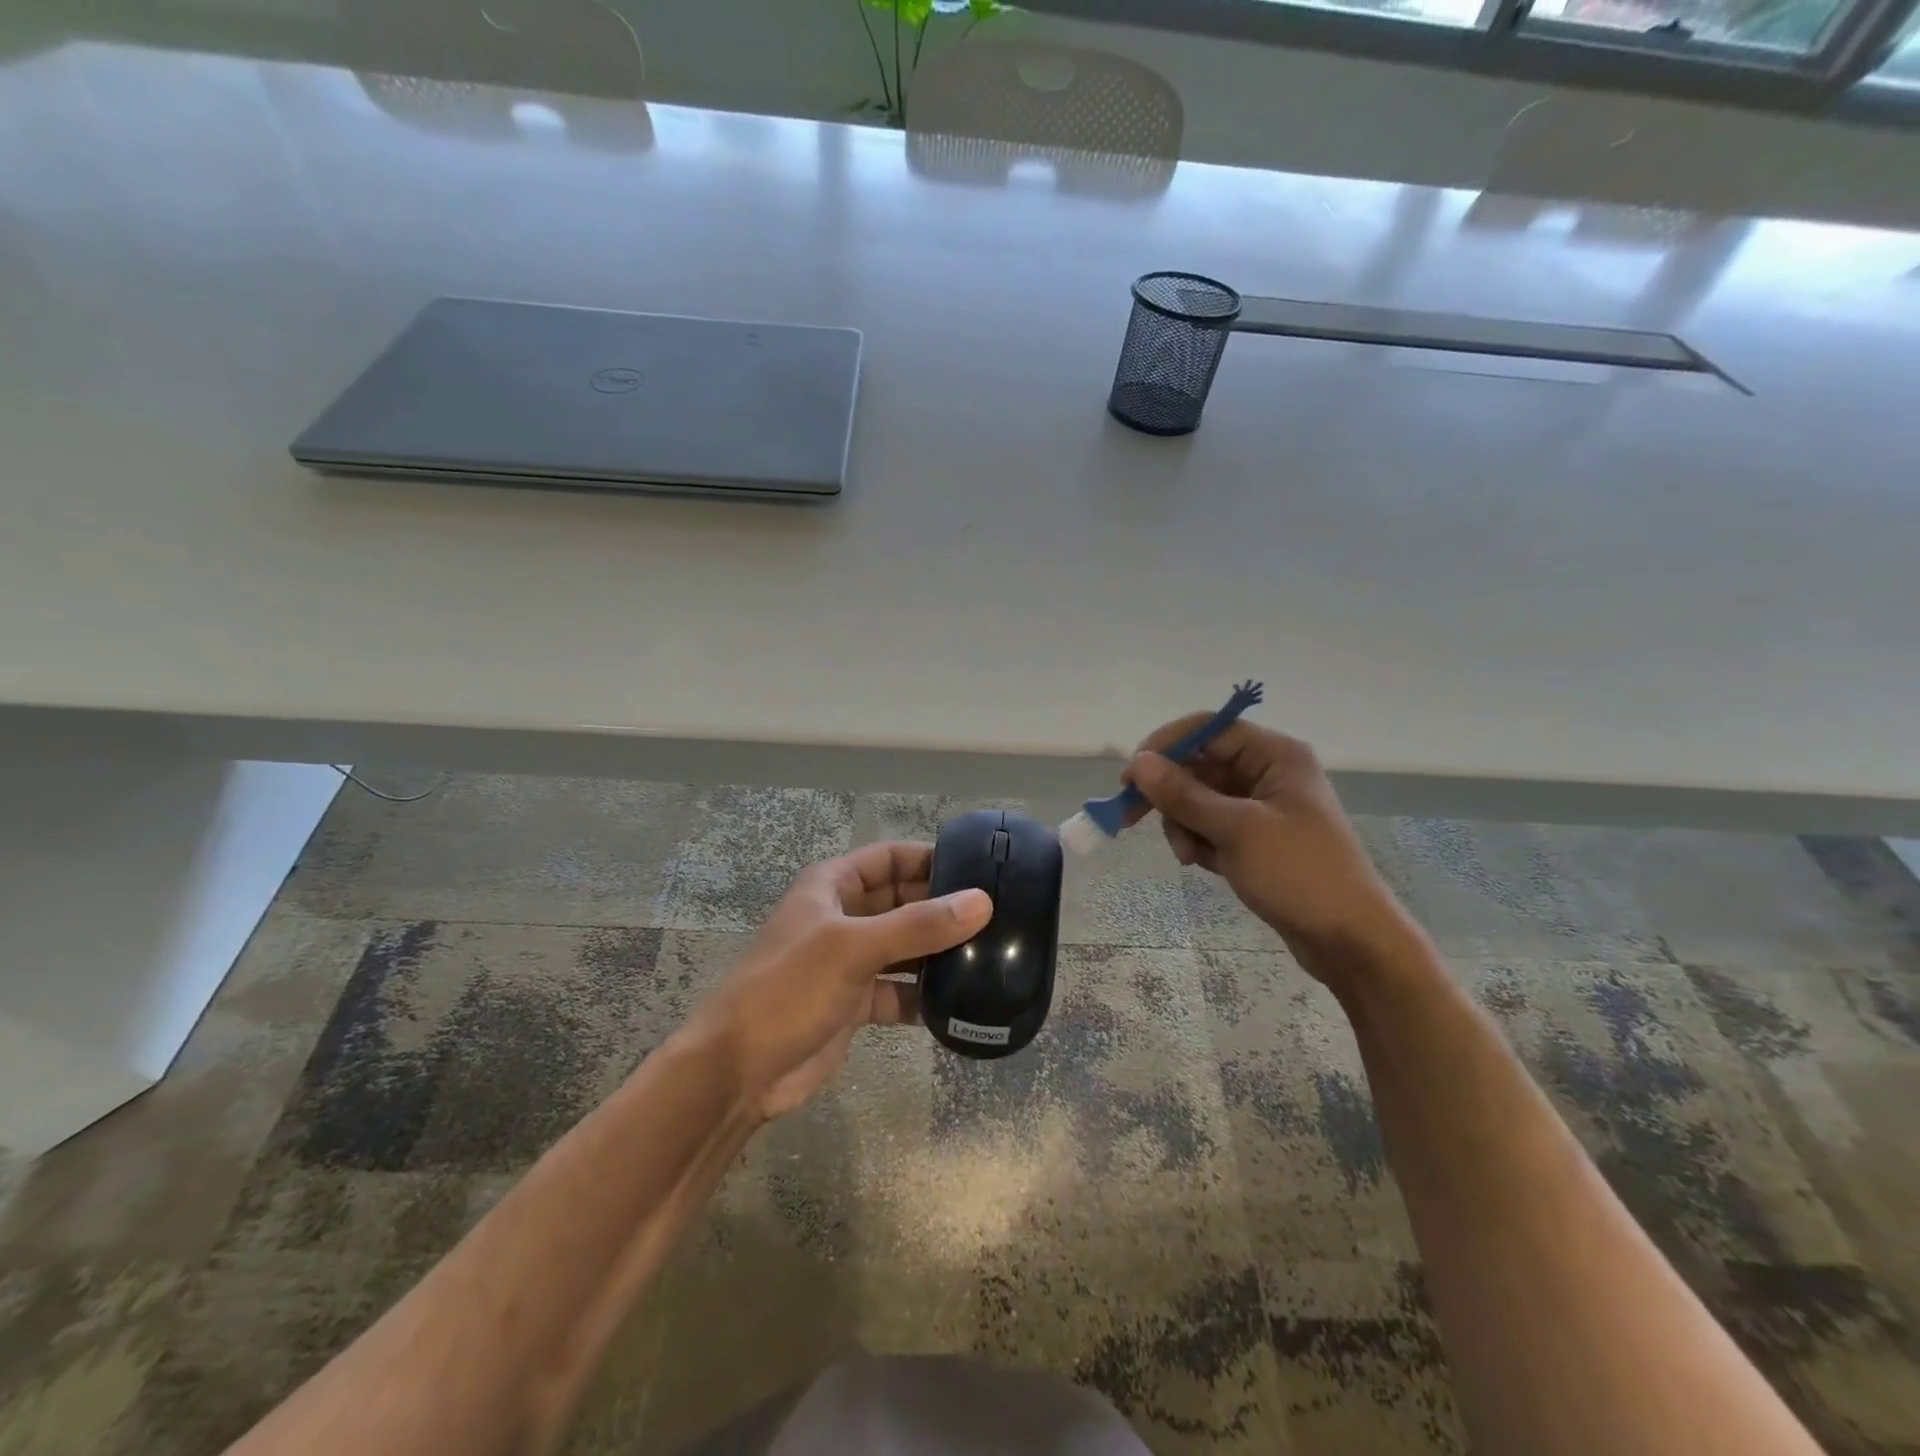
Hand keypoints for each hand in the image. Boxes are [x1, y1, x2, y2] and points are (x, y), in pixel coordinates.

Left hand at [693, 841, 990, 1121]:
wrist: (739, 1071)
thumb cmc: (789, 989)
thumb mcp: (853, 948)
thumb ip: (918, 926)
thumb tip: (982, 902)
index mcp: (833, 886)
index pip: (890, 857)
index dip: (930, 858)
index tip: (979, 870)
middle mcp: (845, 917)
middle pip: (904, 901)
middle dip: (944, 908)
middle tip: (999, 917)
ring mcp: (851, 962)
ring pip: (906, 947)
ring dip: (940, 953)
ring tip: (992, 957)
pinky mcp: (857, 1003)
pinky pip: (901, 990)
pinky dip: (926, 996)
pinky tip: (963, 1004)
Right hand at [1125, 719, 1411, 976]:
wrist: (1350, 940)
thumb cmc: (1299, 874)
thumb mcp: (1236, 831)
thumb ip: (1184, 794)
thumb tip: (1138, 762)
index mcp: (1274, 755)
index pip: (1207, 730)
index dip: (1165, 747)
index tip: (1130, 777)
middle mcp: (1267, 772)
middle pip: (1198, 765)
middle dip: (1169, 795)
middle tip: (1127, 817)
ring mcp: (1261, 806)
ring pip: (1199, 799)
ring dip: (1183, 824)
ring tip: (1188, 856)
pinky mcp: (1256, 837)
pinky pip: (1210, 825)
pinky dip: (1198, 841)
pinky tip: (1202, 864)